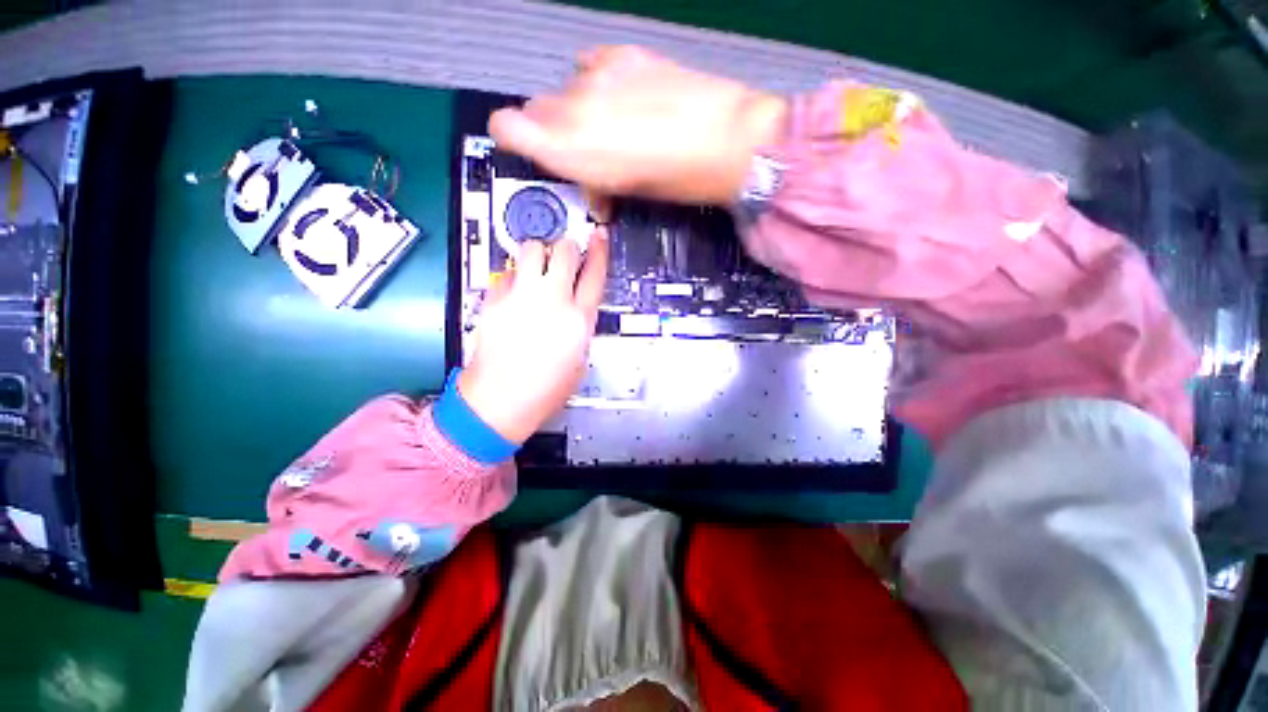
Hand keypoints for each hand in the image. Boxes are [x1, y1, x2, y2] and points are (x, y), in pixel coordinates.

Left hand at [458, 231, 608, 443]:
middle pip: (565, 251)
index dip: (600, 250)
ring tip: (537, 268)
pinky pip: (506, 271)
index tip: (599, 236)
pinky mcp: (494, 299)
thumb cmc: (544, 389)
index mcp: (578, 319)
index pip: (595, 273)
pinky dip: (513, 275)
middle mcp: (551, 301)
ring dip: (539, 253)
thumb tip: (577, 305)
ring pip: (532, 249)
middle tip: (566, 255)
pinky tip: (515, 291)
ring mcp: (520, 296)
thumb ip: (580, 325)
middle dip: (568, 248)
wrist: (501, 400)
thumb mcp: (579, 358)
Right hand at [489, 46, 787, 204]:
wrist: (727, 139)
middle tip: (586, 153)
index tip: (525, 147)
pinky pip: (591, 69)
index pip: (508, 128)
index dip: (512, 137)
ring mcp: (598, 76)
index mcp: (572, 151)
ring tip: (615, 129)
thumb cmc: (679, 179)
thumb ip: (596, 182)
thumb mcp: (628, 193)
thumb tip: (595, 188)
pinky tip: (624, 101)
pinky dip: (599, 85)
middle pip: (537, 111)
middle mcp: (575, 108)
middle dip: (554, 134)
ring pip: (565, 91)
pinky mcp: (623, 54)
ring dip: (579, 112)